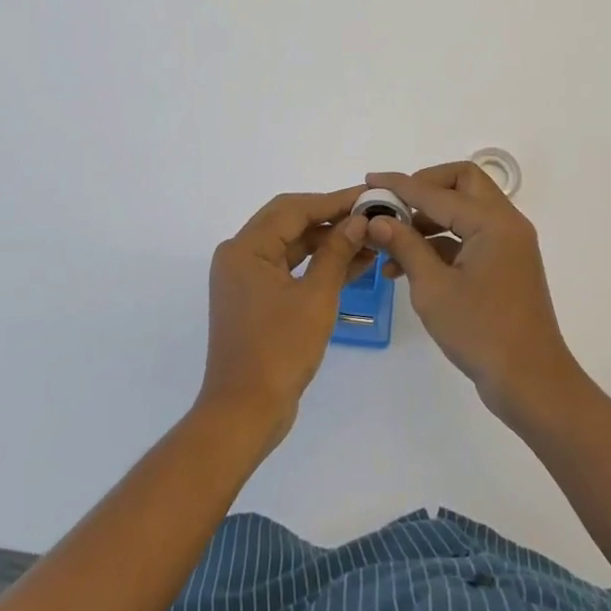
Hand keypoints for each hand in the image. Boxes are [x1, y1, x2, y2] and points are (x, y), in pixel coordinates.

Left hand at [199, 189, 370, 449]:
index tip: (368, 196)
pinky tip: (355, 263)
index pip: (294, 209)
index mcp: (246, 248)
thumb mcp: (315, 298)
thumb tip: (359, 221)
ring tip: (370, 239)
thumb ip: (337, 253)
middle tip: (371, 214)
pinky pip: (290, 268)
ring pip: (292, 245)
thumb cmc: (278, 350)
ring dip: (328, 242)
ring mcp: (246, 278)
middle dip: (332, 217)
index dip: (334, 201)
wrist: (245, 414)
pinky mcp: (256, 299)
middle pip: (290, 222)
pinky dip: (318, 265)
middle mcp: (240, 255)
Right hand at [362, 163, 583, 424]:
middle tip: (395, 205)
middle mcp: (505, 222)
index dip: (400, 185)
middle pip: (462, 183)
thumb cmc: (481, 333)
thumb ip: (405, 246)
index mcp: (492, 221)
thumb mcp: (433, 288)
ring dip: (430, 218)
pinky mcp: (506, 263)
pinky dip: (442, 241)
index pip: (437, 191)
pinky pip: (471, 235)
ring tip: (392, 245)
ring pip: (465, 209)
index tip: (370, 181)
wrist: (531, 383)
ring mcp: (508, 243)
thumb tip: (378, 219)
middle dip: (425, 188)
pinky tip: (410, 266)